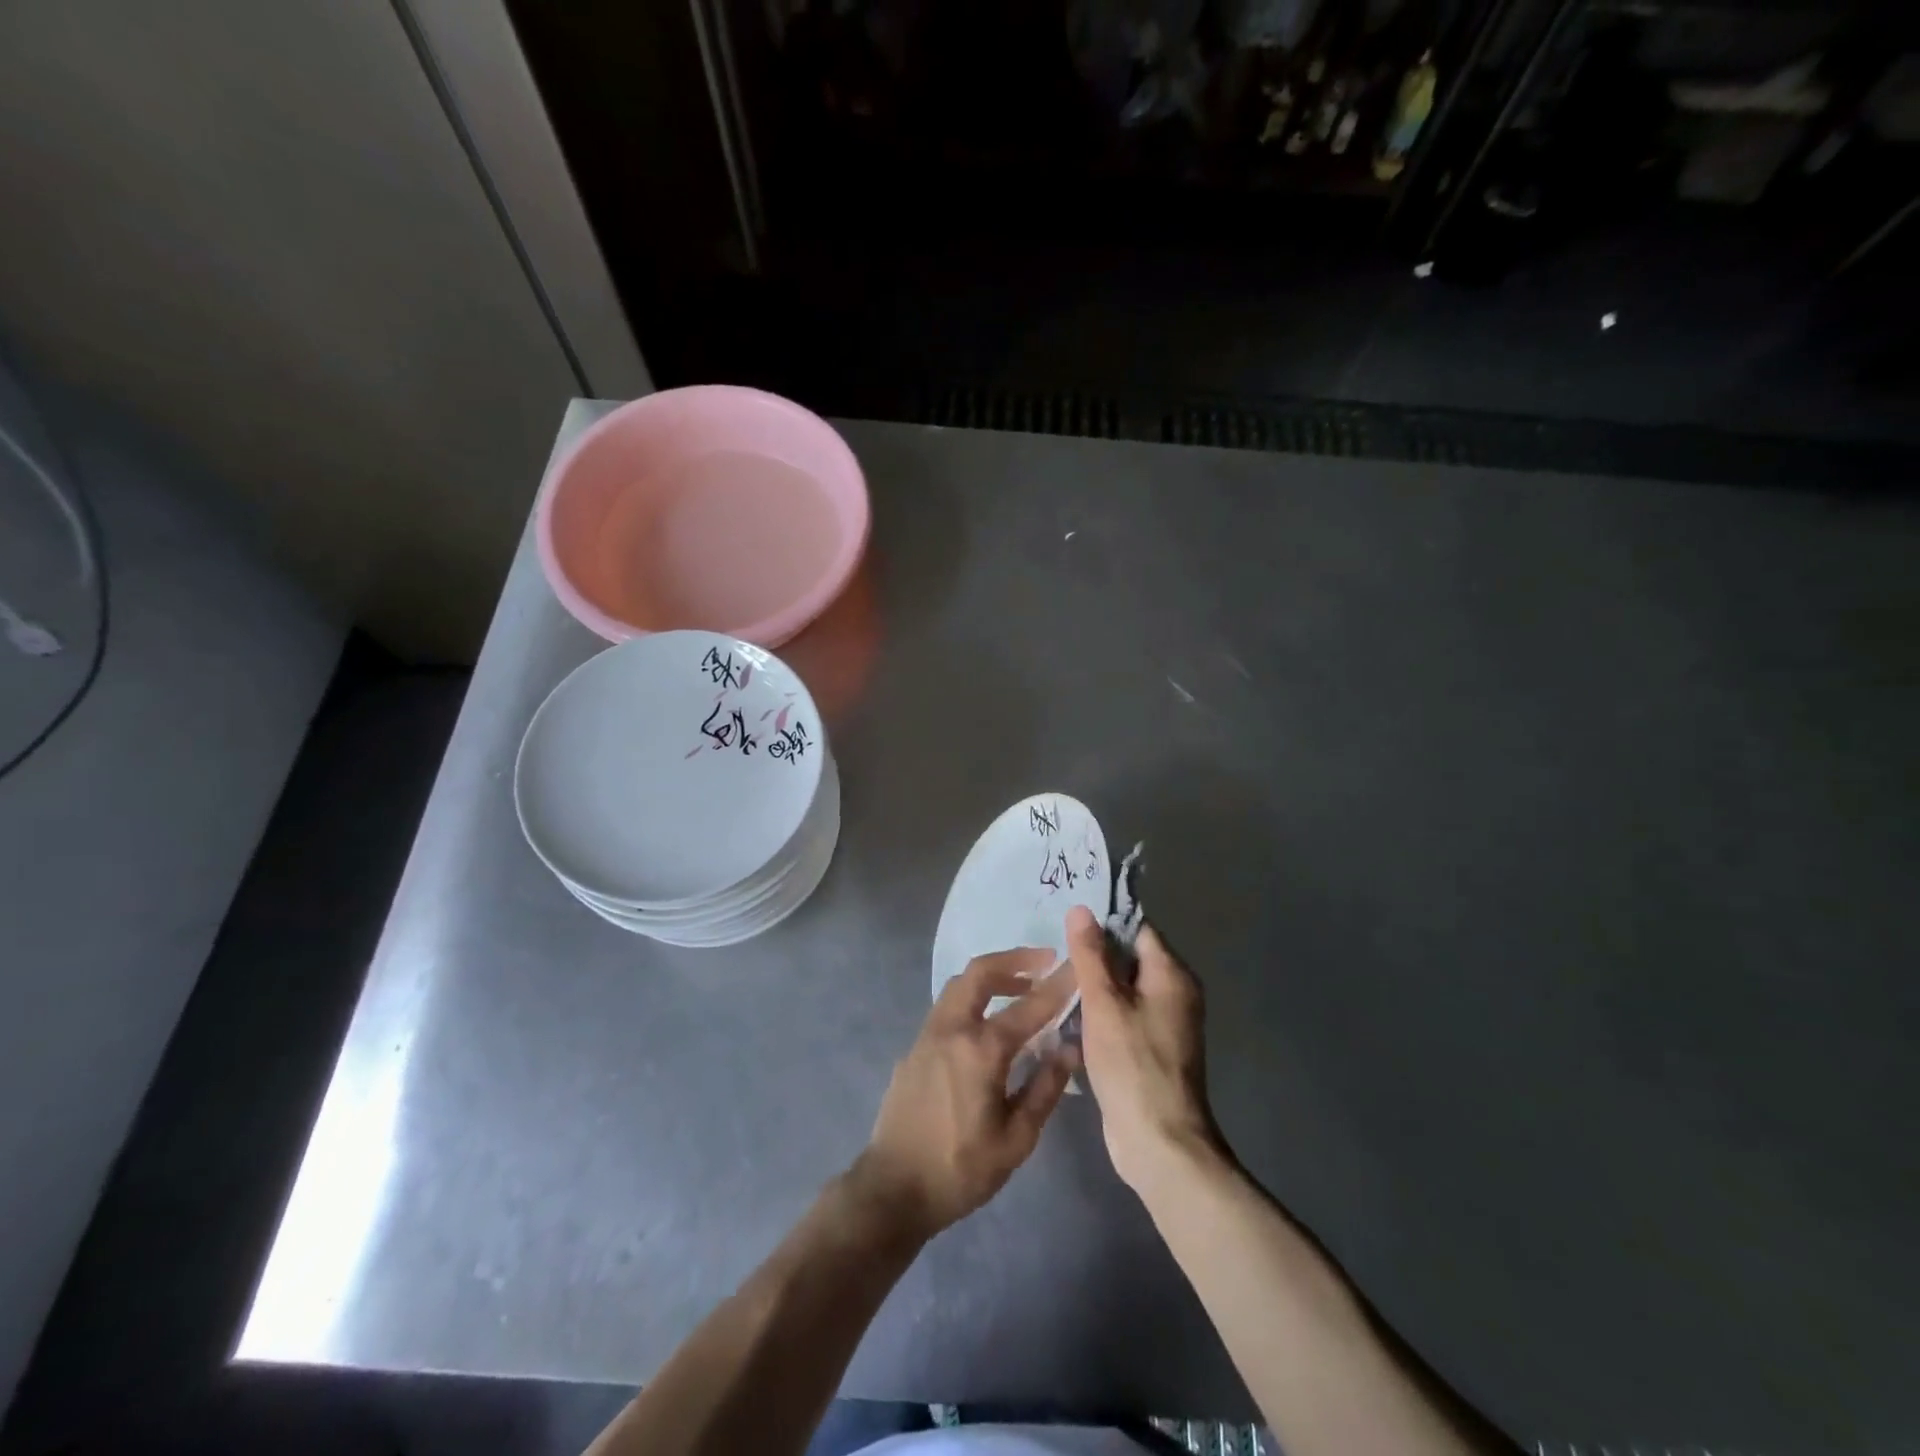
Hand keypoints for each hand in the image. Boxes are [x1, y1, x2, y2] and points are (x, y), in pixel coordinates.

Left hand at [856, 948, 1079, 1240]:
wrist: (892, 1188)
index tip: (1077, 964)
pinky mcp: (914, 1048)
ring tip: (1021, 988)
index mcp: (981, 1049)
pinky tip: (988, 1023)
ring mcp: (927, 1035)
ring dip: (992, 977)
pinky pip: (948, 1007)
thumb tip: (1069, 1049)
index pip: (1029, 1006)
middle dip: (1015, 959)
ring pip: (960, 985)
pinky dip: (973, 998)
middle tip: (1045, 961)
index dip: (1057, 984)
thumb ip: (1045, 1089)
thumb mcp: (1015, 1140)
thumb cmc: (960, 1169)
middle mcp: (952, 1029)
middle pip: (981, 972)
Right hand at [1066, 904, 1225, 1193]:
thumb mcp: (1104, 1003)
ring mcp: (1166, 1023)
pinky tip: (1070, 1015)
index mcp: (1172, 975)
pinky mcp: (1152, 1049)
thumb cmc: (1132, 1064)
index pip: (1137, 929)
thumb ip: (1090, 955)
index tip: (1066, 924)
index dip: (1103, 923)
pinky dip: (1102, 1012)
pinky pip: (1124, 1015)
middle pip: (1130, 958)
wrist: (1159, 1142)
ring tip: (1055, 980)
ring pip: (1125, 989)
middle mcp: (1176, 993)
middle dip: (1094, 955)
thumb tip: (1081, 909)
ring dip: (1095, 986)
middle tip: (1053, 951)